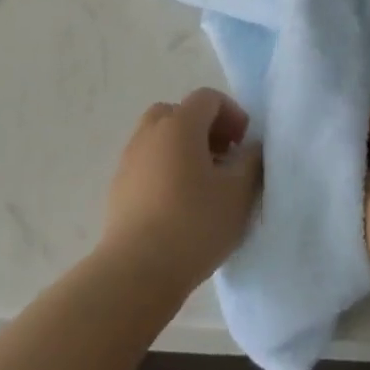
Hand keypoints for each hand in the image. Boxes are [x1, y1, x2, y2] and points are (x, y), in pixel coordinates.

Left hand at [101, 88, 262, 296]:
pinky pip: (146, 163)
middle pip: (178, 112)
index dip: (232, 113)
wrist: (136, 271)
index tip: (243, 144)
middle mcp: (150, 132)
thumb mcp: (239, 193)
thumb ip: (251, 162)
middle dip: (204, 128)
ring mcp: (129, 159)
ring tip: (201, 184)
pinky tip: (177, 204)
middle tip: (222, 156)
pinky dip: (164, 169)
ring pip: (159, 138)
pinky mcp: (118, 187)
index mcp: (180, 124)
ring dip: (182, 149)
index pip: (207, 98)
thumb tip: (250, 148)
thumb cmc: (194, 224)